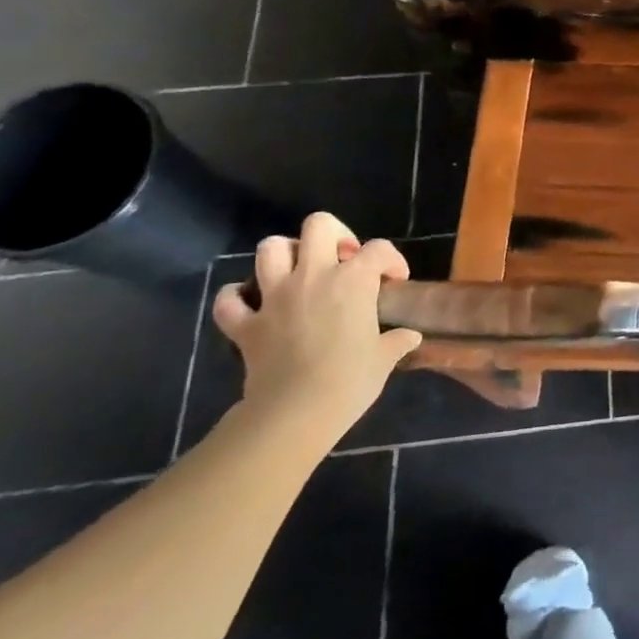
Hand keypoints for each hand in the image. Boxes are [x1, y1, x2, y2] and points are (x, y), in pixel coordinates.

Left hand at [212, 212, 421, 446]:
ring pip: (270, 249)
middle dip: (334, 234)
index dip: (391, 260)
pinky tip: (250, 304)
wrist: (295, 413)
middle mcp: (313, 276)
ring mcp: (274, 297)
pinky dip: (236, 297)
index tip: (394, 281)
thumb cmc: (350, 381)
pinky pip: (228, 300)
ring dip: (285, 255)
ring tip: (298, 272)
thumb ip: (397, 341)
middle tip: (342, 259)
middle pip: (318, 225)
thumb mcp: (384, 359)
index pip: (379, 249)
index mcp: (353, 280)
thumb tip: (410, 337)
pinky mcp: (245, 324)